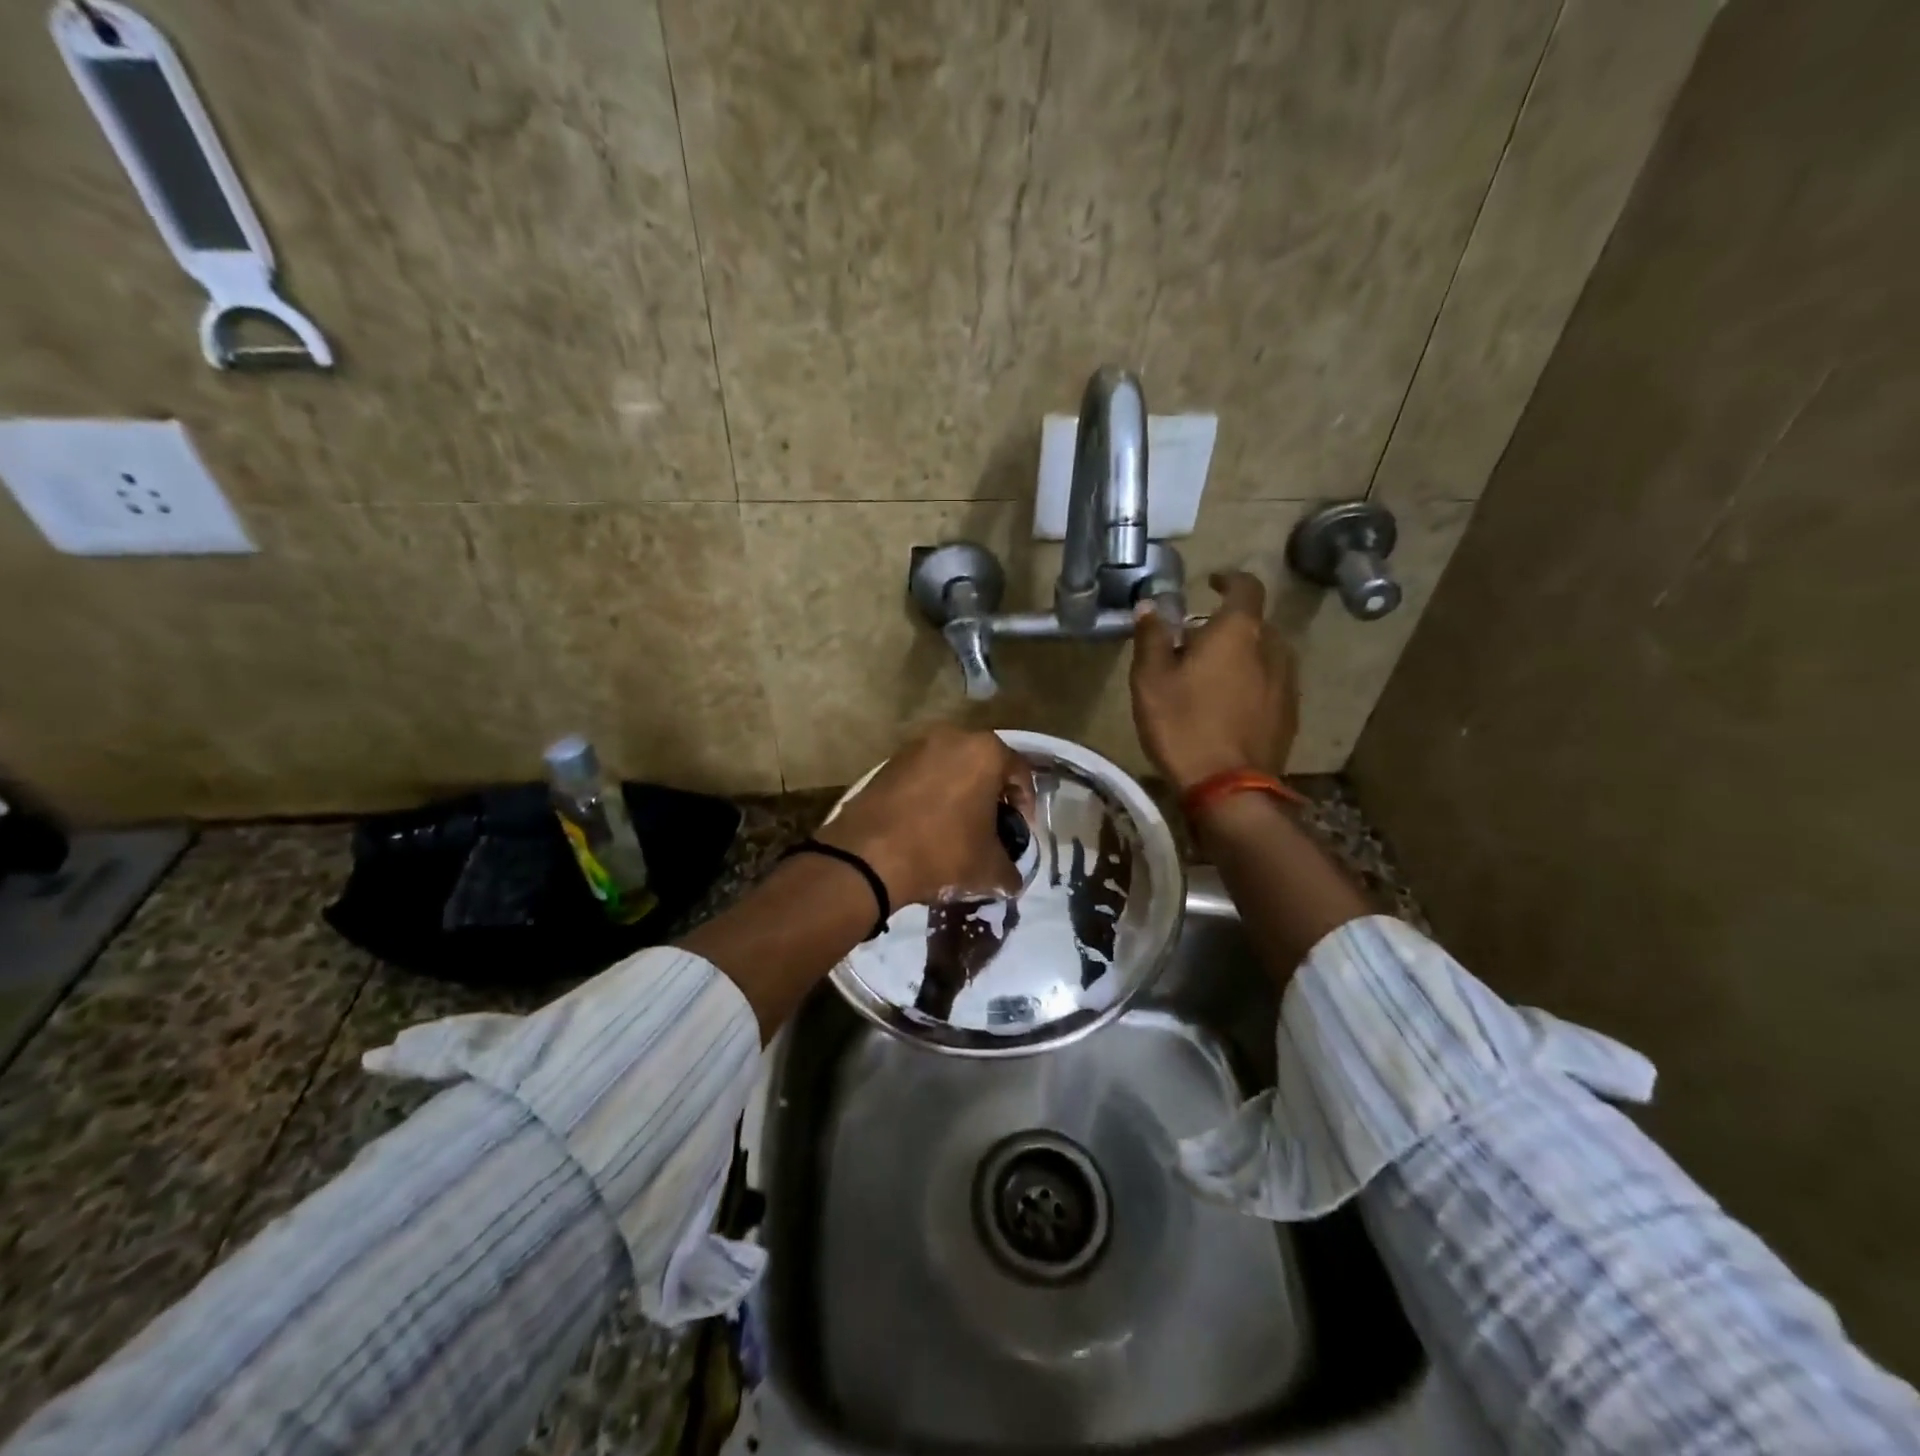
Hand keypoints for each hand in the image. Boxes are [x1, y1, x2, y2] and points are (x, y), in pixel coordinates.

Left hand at [816, 726, 1034, 907]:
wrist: (868, 856)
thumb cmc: (942, 852)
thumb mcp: (988, 869)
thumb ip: (1010, 871)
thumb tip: (1011, 880)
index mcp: (985, 752)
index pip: (1020, 773)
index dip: (1025, 805)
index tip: (1020, 831)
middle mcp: (952, 737)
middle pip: (983, 766)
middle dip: (991, 796)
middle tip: (991, 828)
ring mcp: (915, 747)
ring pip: (950, 769)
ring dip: (959, 794)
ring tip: (957, 829)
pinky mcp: (887, 764)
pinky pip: (921, 777)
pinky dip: (930, 796)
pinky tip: (926, 826)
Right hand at [1130, 570, 1297, 790]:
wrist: (1229, 787)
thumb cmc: (1183, 725)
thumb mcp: (1151, 679)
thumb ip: (1151, 637)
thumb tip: (1149, 606)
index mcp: (1238, 631)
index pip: (1246, 586)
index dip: (1229, 580)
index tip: (1211, 583)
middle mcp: (1272, 647)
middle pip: (1253, 623)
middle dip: (1227, 625)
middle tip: (1195, 642)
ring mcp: (1286, 682)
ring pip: (1264, 654)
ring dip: (1240, 655)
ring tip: (1211, 676)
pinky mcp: (1289, 713)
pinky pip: (1270, 683)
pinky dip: (1251, 682)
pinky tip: (1228, 706)